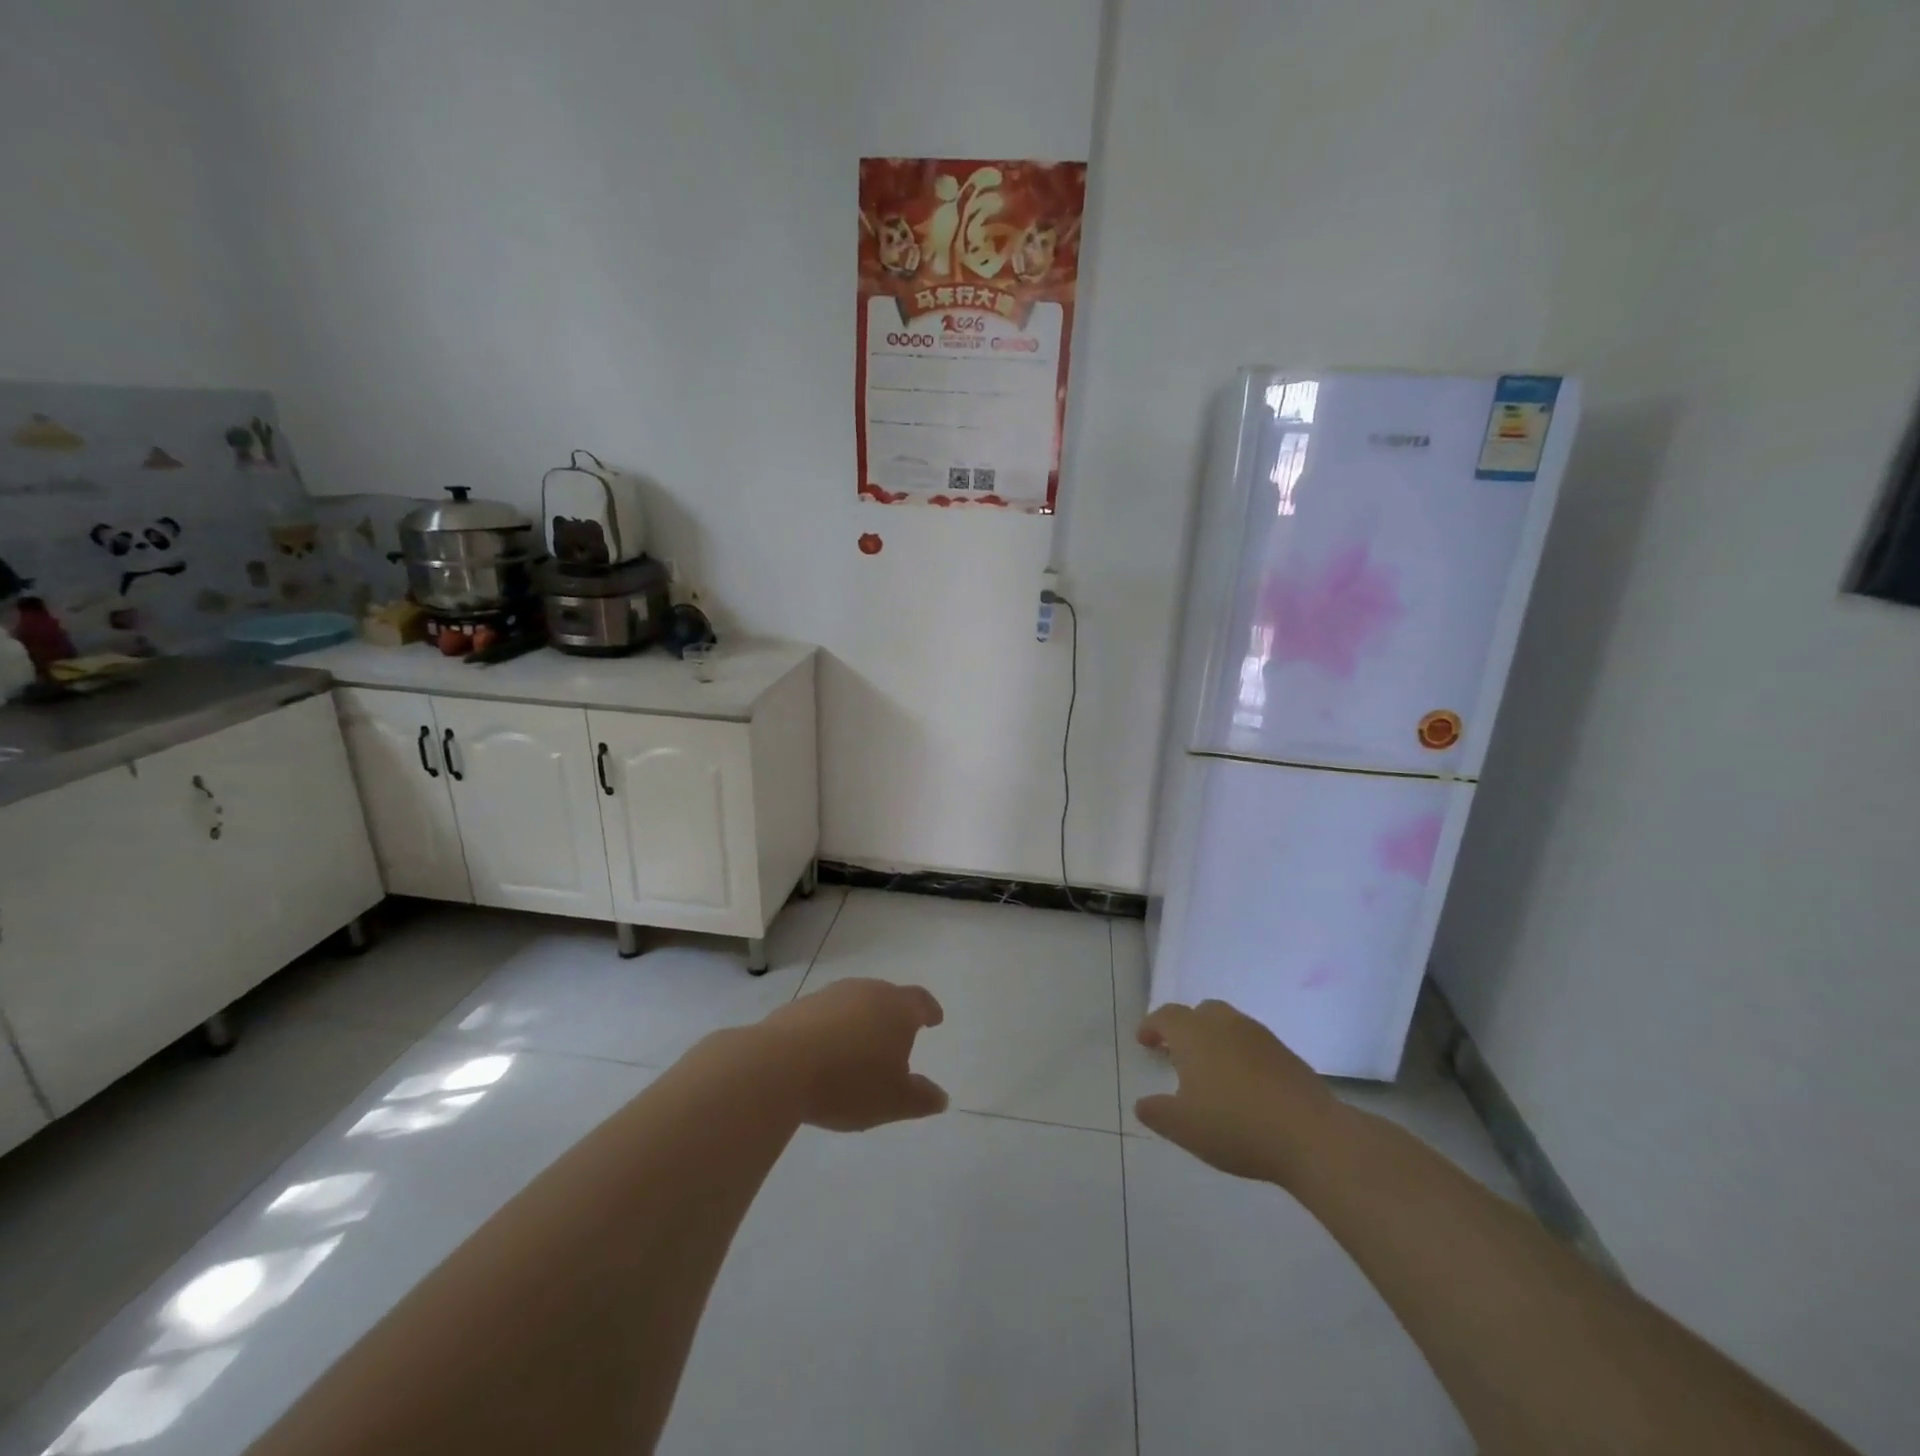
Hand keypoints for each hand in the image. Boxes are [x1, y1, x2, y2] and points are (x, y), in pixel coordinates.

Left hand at [758, 979, 948, 1131]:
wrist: (779, 1066)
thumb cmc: (850, 1082)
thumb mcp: (894, 1101)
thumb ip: (922, 1098)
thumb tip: (940, 1097)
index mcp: (896, 1008)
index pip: (920, 1001)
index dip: (929, 1010)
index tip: (934, 1019)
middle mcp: (866, 991)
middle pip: (887, 997)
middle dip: (894, 1016)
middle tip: (896, 1039)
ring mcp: (830, 995)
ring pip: (854, 1004)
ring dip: (860, 1022)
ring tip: (859, 1050)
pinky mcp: (798, 1007)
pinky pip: (825, 1016)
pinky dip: (832, 1030)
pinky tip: (825, 1054)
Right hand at [1135, 999, 1338, 1184]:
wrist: (1310, 1135)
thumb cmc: (1235, 1125)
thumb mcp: (1183, 1127)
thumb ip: (1157, 1113)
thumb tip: (1142, 1104)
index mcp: (1194, 1034)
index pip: (1166, 1016)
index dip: (1152, 1026)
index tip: (1144, 1041)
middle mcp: (1225, 1024)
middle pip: (1200, 1012)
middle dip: (1185, 1028)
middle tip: (1177, 1052)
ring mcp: (1259, 1036)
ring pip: (1229, 1025)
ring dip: (1214, 1039)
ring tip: (1211, 1070)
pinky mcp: (1286, 1054)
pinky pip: (1252, 1044)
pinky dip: (1240, 1054)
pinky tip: (1243, 1084)